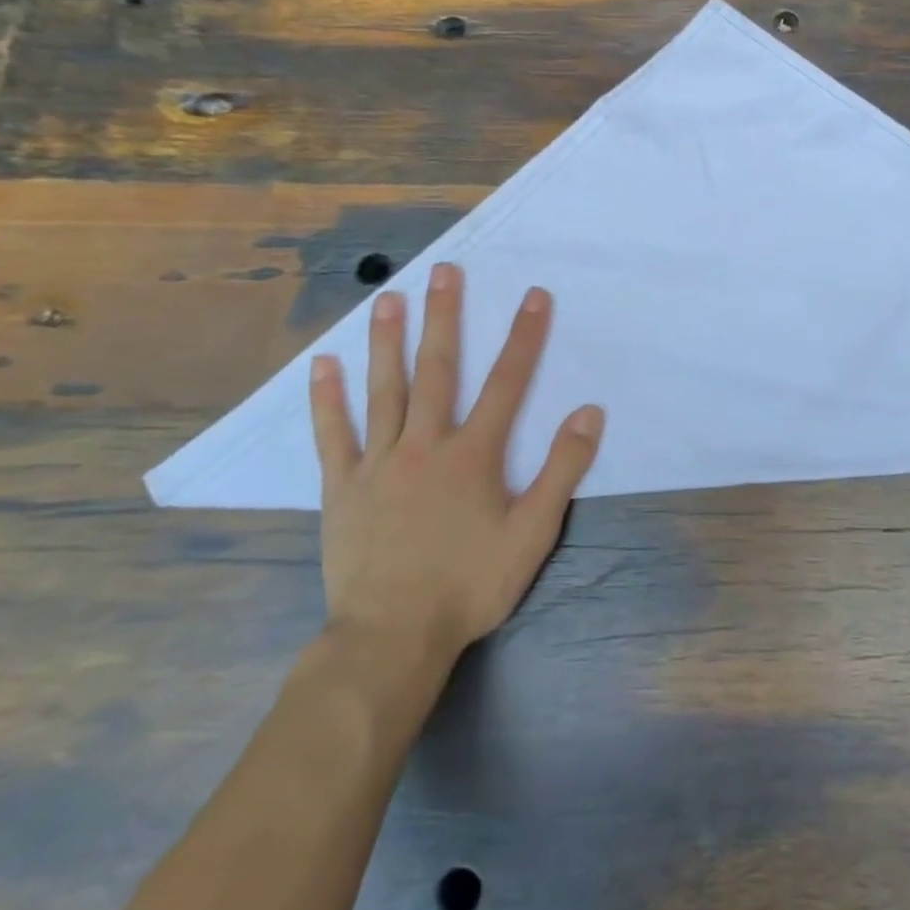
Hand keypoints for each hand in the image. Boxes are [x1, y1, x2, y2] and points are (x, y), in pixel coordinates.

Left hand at [309, 262, 603, 664]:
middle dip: (446, 317)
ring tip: (387, 298)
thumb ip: (562, 470)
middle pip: (438, 370)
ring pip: (384, 390)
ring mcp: (378, 462)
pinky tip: (322, 365)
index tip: (534, 295)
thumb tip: (587, 412)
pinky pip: (333, 435)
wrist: (392, 638)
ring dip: (387, 341)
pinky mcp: (342, 486)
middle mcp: (424, 445)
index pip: (508, 383)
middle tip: (445, 271)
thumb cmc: (469, 585)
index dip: (524, 337)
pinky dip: (327, 399)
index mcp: (473, 455)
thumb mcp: (532, 534)